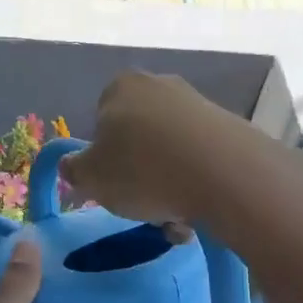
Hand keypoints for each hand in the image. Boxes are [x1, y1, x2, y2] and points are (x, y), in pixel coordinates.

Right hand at [57, 71, 240, 228]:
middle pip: (138, 137)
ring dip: (168, 185)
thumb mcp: (90, 177)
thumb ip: (74, 170)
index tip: (111, 184)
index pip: (101, 120)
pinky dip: (196, 184)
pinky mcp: (230, 128)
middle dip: (139, 171)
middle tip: (142, 204)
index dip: (103, 156)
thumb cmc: (143, 170)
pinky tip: (198, 210)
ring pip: (170, 153)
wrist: (225, 175)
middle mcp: (160, 85)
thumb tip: (71, 166)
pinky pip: (201, 160)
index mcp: (121, 86)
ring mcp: (199, 104)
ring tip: (174, 217)